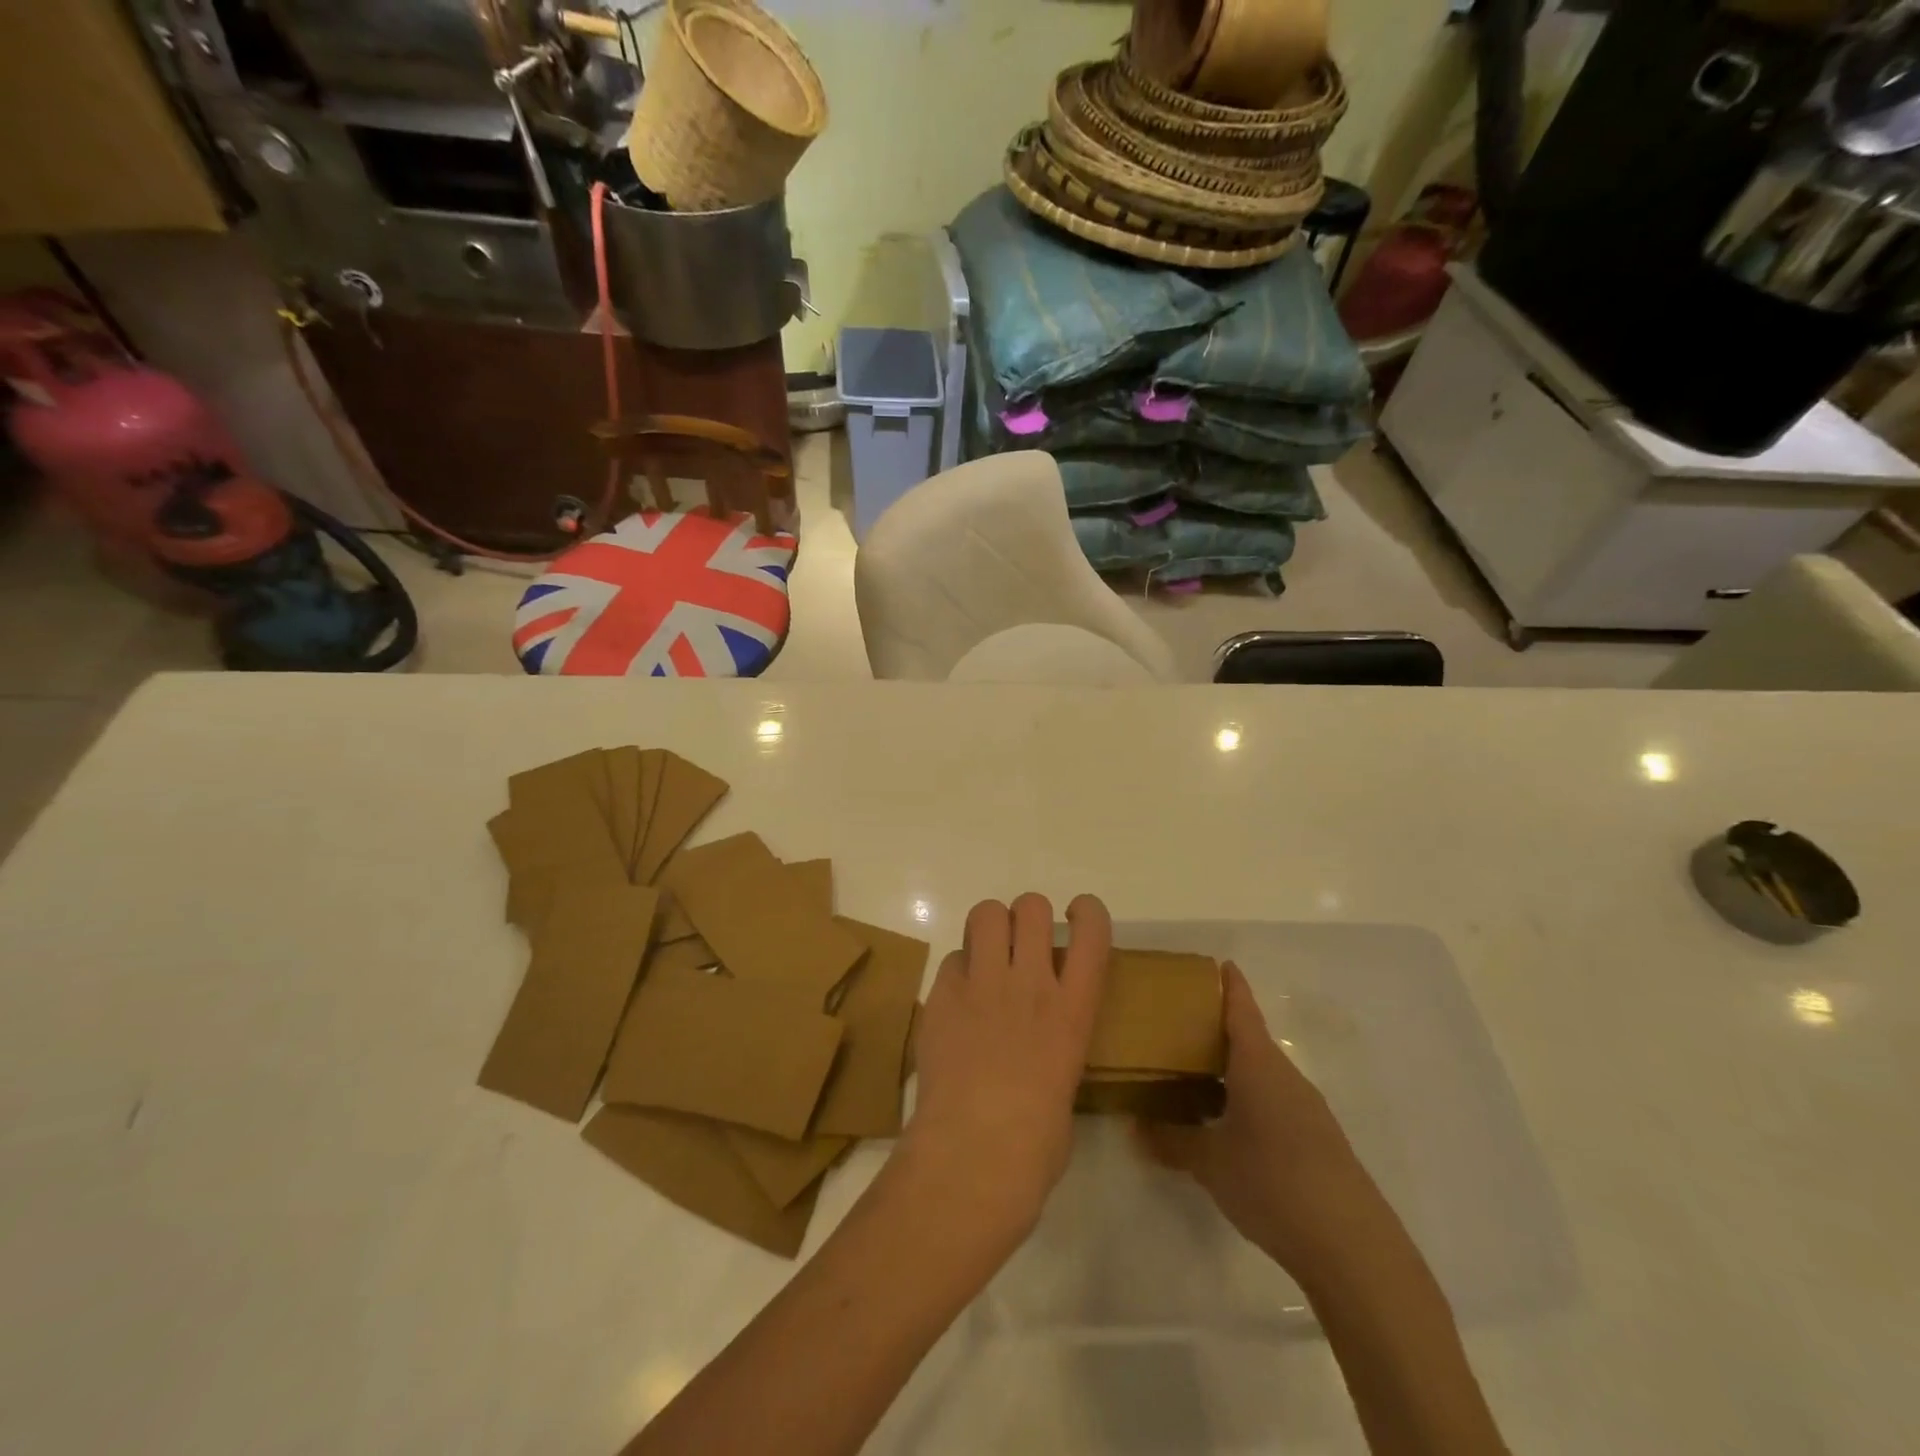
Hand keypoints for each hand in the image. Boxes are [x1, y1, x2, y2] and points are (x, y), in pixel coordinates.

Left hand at [900, 893, 1111, 1247]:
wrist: (973, 1156)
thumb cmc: (1035, 1146)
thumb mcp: (1065, 1087)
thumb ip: (1056, 1048)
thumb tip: (1040, 1050)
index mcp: (1073, 1010)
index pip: (1092, 931)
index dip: (1087, 912)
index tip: (1077, 918)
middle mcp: (1031, 983)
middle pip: (1031, 906)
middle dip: (1028, 916)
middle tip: (1022, 946)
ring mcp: (982, 985)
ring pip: (986, 913)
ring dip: (990, 927)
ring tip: (987, 956)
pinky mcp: (941, 996)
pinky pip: (951, 959)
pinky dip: (957, 971)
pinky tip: (956, 1001)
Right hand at [1136, 963, 1389, 1283]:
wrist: (1353, 1248)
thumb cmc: (1273, 1183)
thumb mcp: (1210, 1163)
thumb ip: (1171, 1141)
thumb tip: (1135, 1127)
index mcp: (1258, 1064)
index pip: (1241, 1009)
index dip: (1229, 985)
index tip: (1217, 963)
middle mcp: (1284, 1076)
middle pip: (1250, 1039)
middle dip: (1217, 1030)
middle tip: (1177, 1025)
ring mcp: (1306, 1109)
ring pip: (1261, 1073)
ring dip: (1231, 1068)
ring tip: (1194, 1075)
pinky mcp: (1317, 1141)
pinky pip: (1274, 1101)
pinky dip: (1247, 1097)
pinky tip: (1227, 1124)